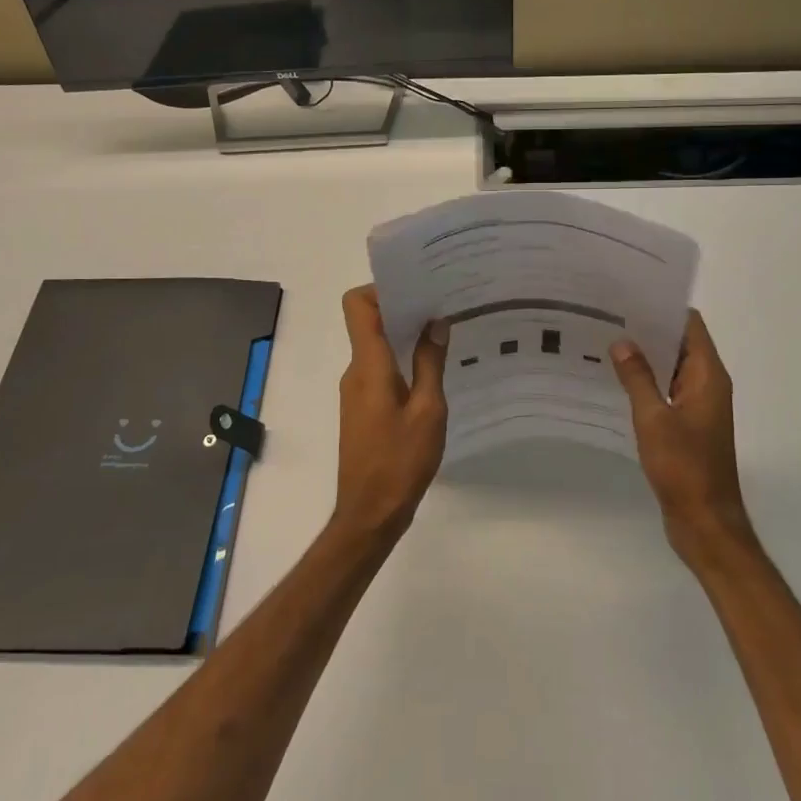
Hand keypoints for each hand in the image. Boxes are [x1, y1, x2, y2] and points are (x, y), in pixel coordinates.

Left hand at [333, 286, 448, 541]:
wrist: (370, 514)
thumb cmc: (401, 461)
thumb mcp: (428, 411)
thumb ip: (431, 363)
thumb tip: (436, 323)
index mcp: (369, 365)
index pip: (357, 306)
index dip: (381, 288)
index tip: (416, 287)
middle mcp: (356, 371)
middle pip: (368, 322)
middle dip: (402, 308)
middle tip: (442, 304)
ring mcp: (356, 390)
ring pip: (376, 347)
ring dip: (404, 336)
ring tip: (444, 334)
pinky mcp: (362, 408)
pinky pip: (379, 369)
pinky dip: (401, 360)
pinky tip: (432, 371)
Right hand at [611, 310, 756, 566]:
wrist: (705, 522)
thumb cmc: (684, 467)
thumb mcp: (654, 419)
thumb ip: (638, 378)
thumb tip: (622, 342)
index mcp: (708, 376)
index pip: (690, 325)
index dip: (663, 307)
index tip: (630, 294)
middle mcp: (707, 385)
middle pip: (680, 343)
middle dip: (648, 329)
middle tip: (607, 315)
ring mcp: (698, 406)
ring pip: (671, 368)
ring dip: (646, 356)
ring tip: (605, 341)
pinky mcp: (687, 425)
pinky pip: (666, 391)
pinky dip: (646, 382)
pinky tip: (615, 380)